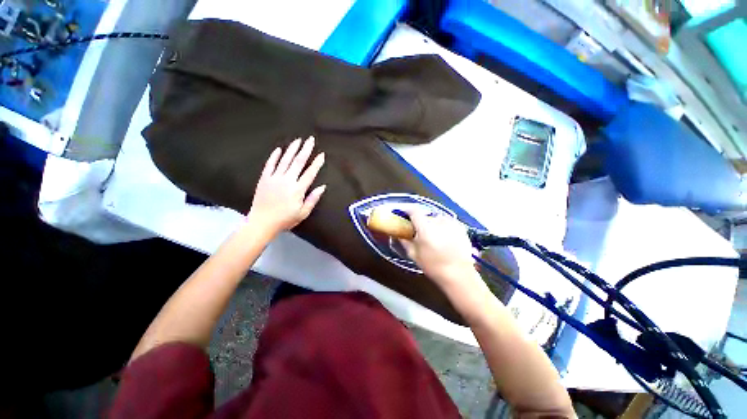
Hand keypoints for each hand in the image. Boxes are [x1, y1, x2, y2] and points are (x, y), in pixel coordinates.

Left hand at [246, 136, 325, 236]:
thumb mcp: (303, 212)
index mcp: (298, 189)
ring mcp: (274, 178)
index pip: (310, 173)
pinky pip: (270, 165)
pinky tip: (279, 149)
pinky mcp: (264, 179)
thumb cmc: (285, 219)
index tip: (321, 155)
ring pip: (285, 160)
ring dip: (292, 149)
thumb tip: (322, 187)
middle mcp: (287, 180)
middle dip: (305, 150)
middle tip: (310, 140)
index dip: (317, 163)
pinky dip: (274, 156)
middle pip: (298, 162)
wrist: (262, 222)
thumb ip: (313, 199)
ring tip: (298, 140)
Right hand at [399, 210, 475, 285]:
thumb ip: (404, 241)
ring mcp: (451, 223)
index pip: (414, 210)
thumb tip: (398, 234)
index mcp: (425, 228)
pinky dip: (442, 226)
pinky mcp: (460, 227)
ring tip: (433, 236)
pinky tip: (444, 238)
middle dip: (420, 221)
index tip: (403, 213)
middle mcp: (438, 221)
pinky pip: (447, 222)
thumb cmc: (433, 266)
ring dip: (432, 224)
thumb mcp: (414, 255)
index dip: (407, 210)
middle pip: (425, 215)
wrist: (459, 275)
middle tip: (418, 231)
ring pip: (436, 218)